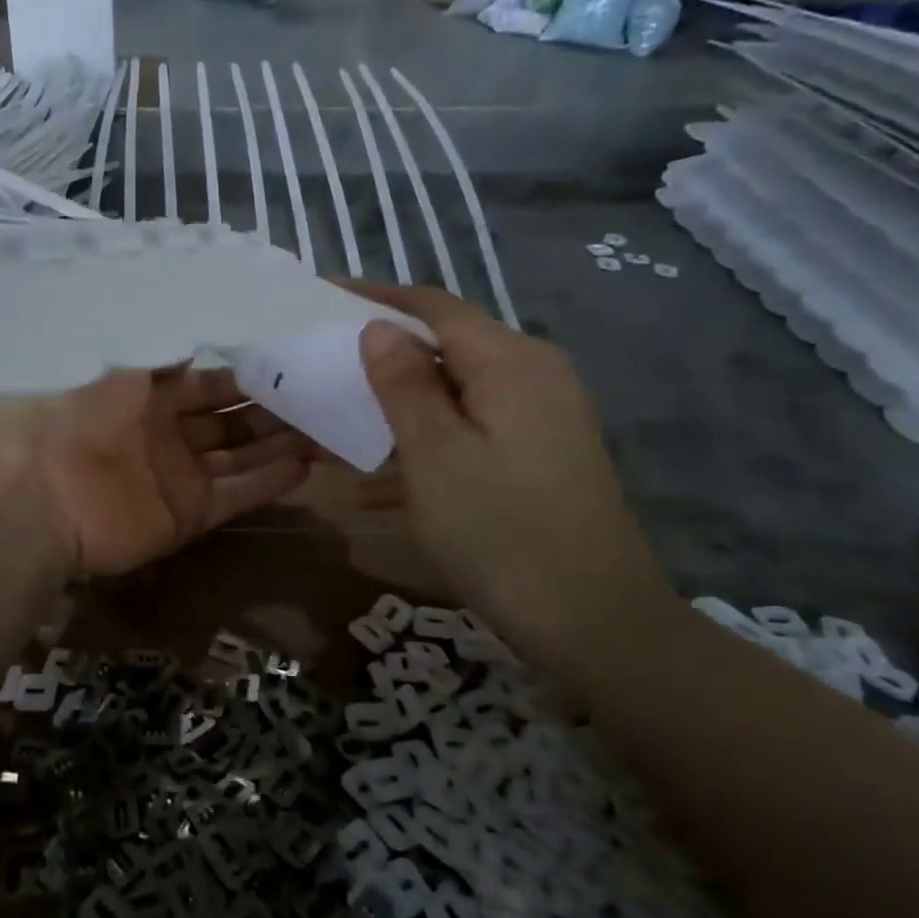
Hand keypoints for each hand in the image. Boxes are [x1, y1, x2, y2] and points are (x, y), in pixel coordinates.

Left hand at [0, 369, 313, 578]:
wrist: (36, 491)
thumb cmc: (74, 412)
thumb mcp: (115, 367)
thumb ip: (160, 357)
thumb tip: (195, 341)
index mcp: (143, 392)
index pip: (205, 381)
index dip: (244, 373)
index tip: (289, 360)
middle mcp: (163, 432)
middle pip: (229, 419)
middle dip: (272, 408)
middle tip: (323, 392)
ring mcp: (176, 476)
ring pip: (239, 456)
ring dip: (279, 443)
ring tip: (329, 427)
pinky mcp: (185, 516)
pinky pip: (236, 495)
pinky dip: (268, 482)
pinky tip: (307, 464)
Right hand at [352, 285, 676, 661]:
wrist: (593, 622)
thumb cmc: (500, 530)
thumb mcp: (435, 454)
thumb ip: (404, 384)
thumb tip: (380, 328)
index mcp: (510, 362)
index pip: (435, 308)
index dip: (378, 298)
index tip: (325, 295)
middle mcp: (534, 376)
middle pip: (448, 347)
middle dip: (384, 355)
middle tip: (325, 365)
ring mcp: (543, 418)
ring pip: (456, 394)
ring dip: (399, 406)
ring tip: (342, 423)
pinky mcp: (541, 456)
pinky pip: (472, 432)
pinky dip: (427, 445)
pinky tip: (379, 485)